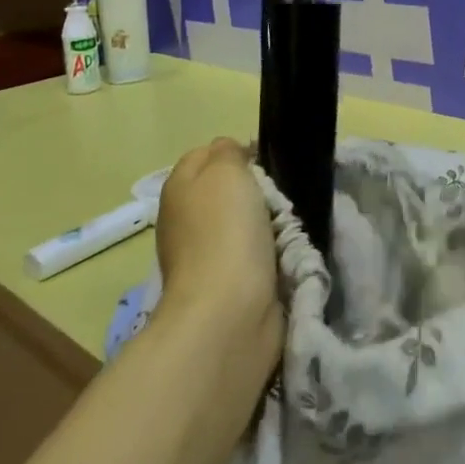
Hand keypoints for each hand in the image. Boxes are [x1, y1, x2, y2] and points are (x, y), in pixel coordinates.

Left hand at [155, 138, 282, 371]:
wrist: (228, 312)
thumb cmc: (225, 231)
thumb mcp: (226, 170)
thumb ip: (227, 152)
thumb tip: (229, 154)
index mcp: (178, 189)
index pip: (205, 154)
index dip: (235, 153)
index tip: (263, 163)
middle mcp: (184, 220)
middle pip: (227, 190)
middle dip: (256, 190)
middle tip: (277, 196)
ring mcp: (203, 256)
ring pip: (243, 222)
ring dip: (266, 224)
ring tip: (286, 227)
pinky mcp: (225, 286)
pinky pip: (252, 255)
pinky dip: (268, 253)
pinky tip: (282, 255)